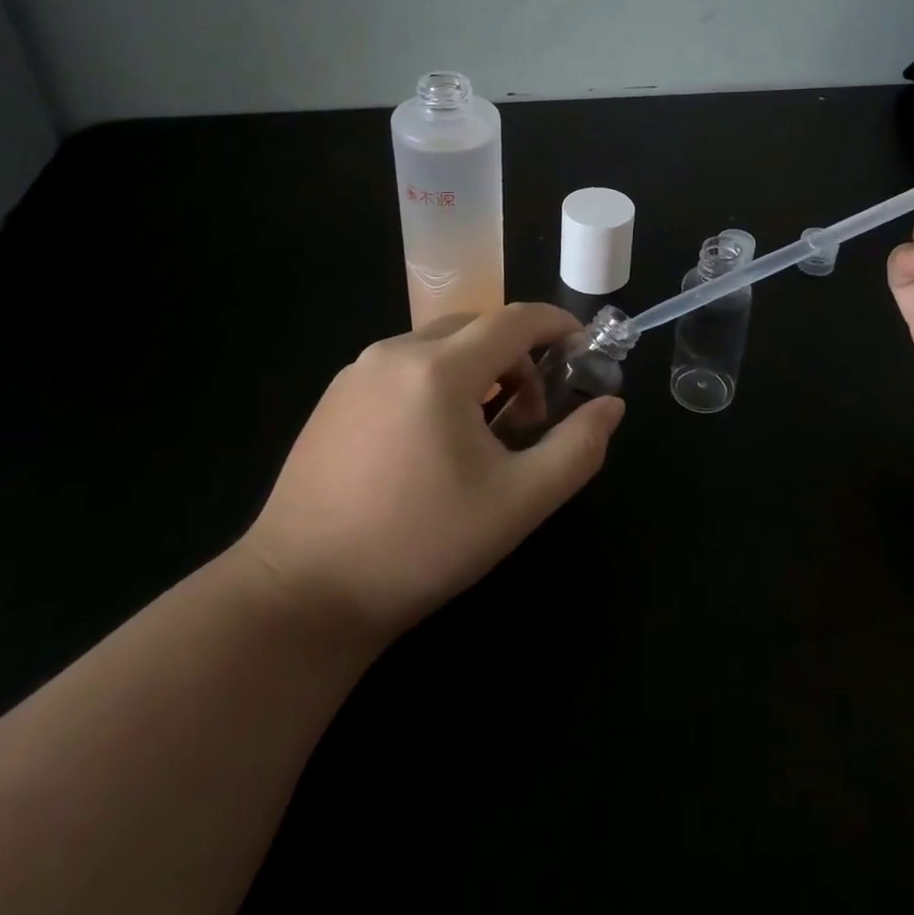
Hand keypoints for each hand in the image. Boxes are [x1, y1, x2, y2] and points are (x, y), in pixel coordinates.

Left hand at [237, 304, 624, 641]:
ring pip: (439, 344)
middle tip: (530, 418)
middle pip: (478, 327)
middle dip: (518, 357)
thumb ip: (576, 449)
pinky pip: (404, 365)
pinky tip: (431, 443)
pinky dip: (437, 381)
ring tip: (482, 435)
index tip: (583, 350)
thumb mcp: (516, 503)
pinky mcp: (335, 395)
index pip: (516, 319)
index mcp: (440, 369)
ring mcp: (358, 371)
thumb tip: (611, 405)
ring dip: (477, 370)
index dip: (558, 325)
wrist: (301, 595)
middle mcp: (394, 352)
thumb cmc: (419, 547)